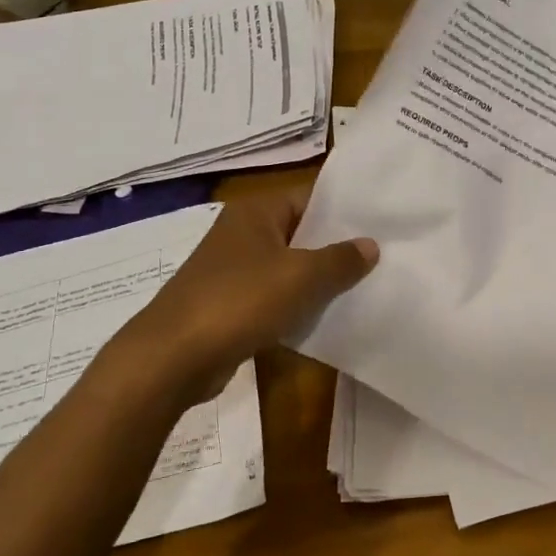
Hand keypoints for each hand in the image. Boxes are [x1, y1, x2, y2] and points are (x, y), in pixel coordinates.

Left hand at [121, 187, 377, 388]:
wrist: (174, 357)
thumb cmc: (240, 301)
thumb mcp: (301, 277)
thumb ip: (340, 259)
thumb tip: (370, 245)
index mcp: (256, 212)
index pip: (310, 198)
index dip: (344, 211)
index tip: (381, 225)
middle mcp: (242, 233)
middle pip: (300, 233)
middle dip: (336, 248)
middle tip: (380, 259)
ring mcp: (232, 270)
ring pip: (288, 268)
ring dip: (317, 280)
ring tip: (363, 288)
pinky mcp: (229, 305)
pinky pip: (273, 297)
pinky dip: (296, 305)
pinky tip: (325, 318)